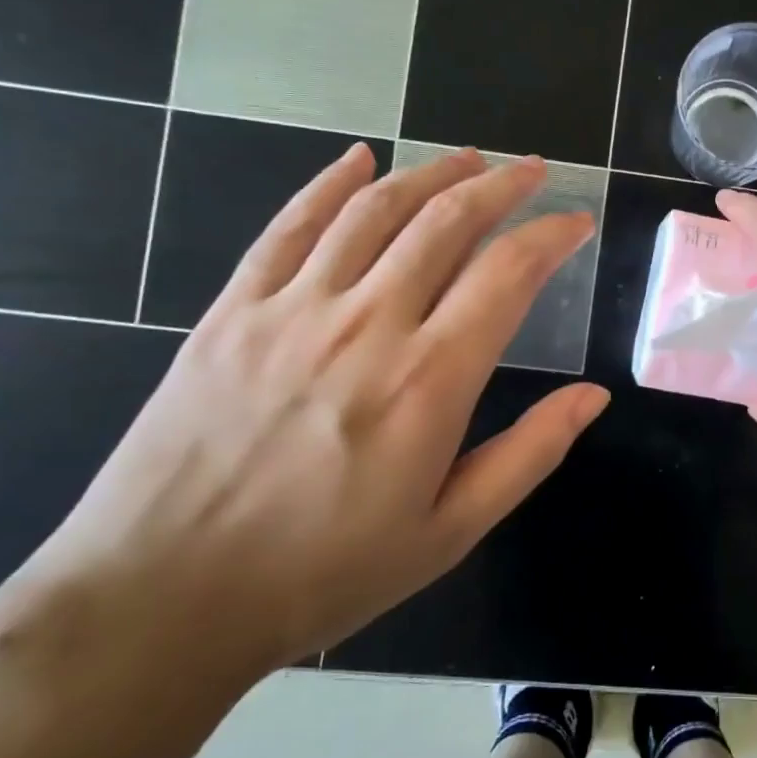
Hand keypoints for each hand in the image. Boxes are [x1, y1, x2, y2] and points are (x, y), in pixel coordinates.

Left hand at [26, 144, 609, 679]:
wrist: (162, 598)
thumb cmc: (324, 571)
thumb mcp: (451, 530)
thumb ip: (530, 453)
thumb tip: (594, 395)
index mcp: (429, 380)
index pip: (508, 273)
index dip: (550, 235)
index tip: (575, 221)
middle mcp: (367, 325)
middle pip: (446, 222)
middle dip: (500, 186)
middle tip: (531, 170)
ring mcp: (293, 309)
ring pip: (374, 210)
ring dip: (429, 173)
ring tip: (467, 160)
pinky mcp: (233, 312)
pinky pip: (288, 227)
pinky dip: (329, 185)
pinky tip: (357, 159)